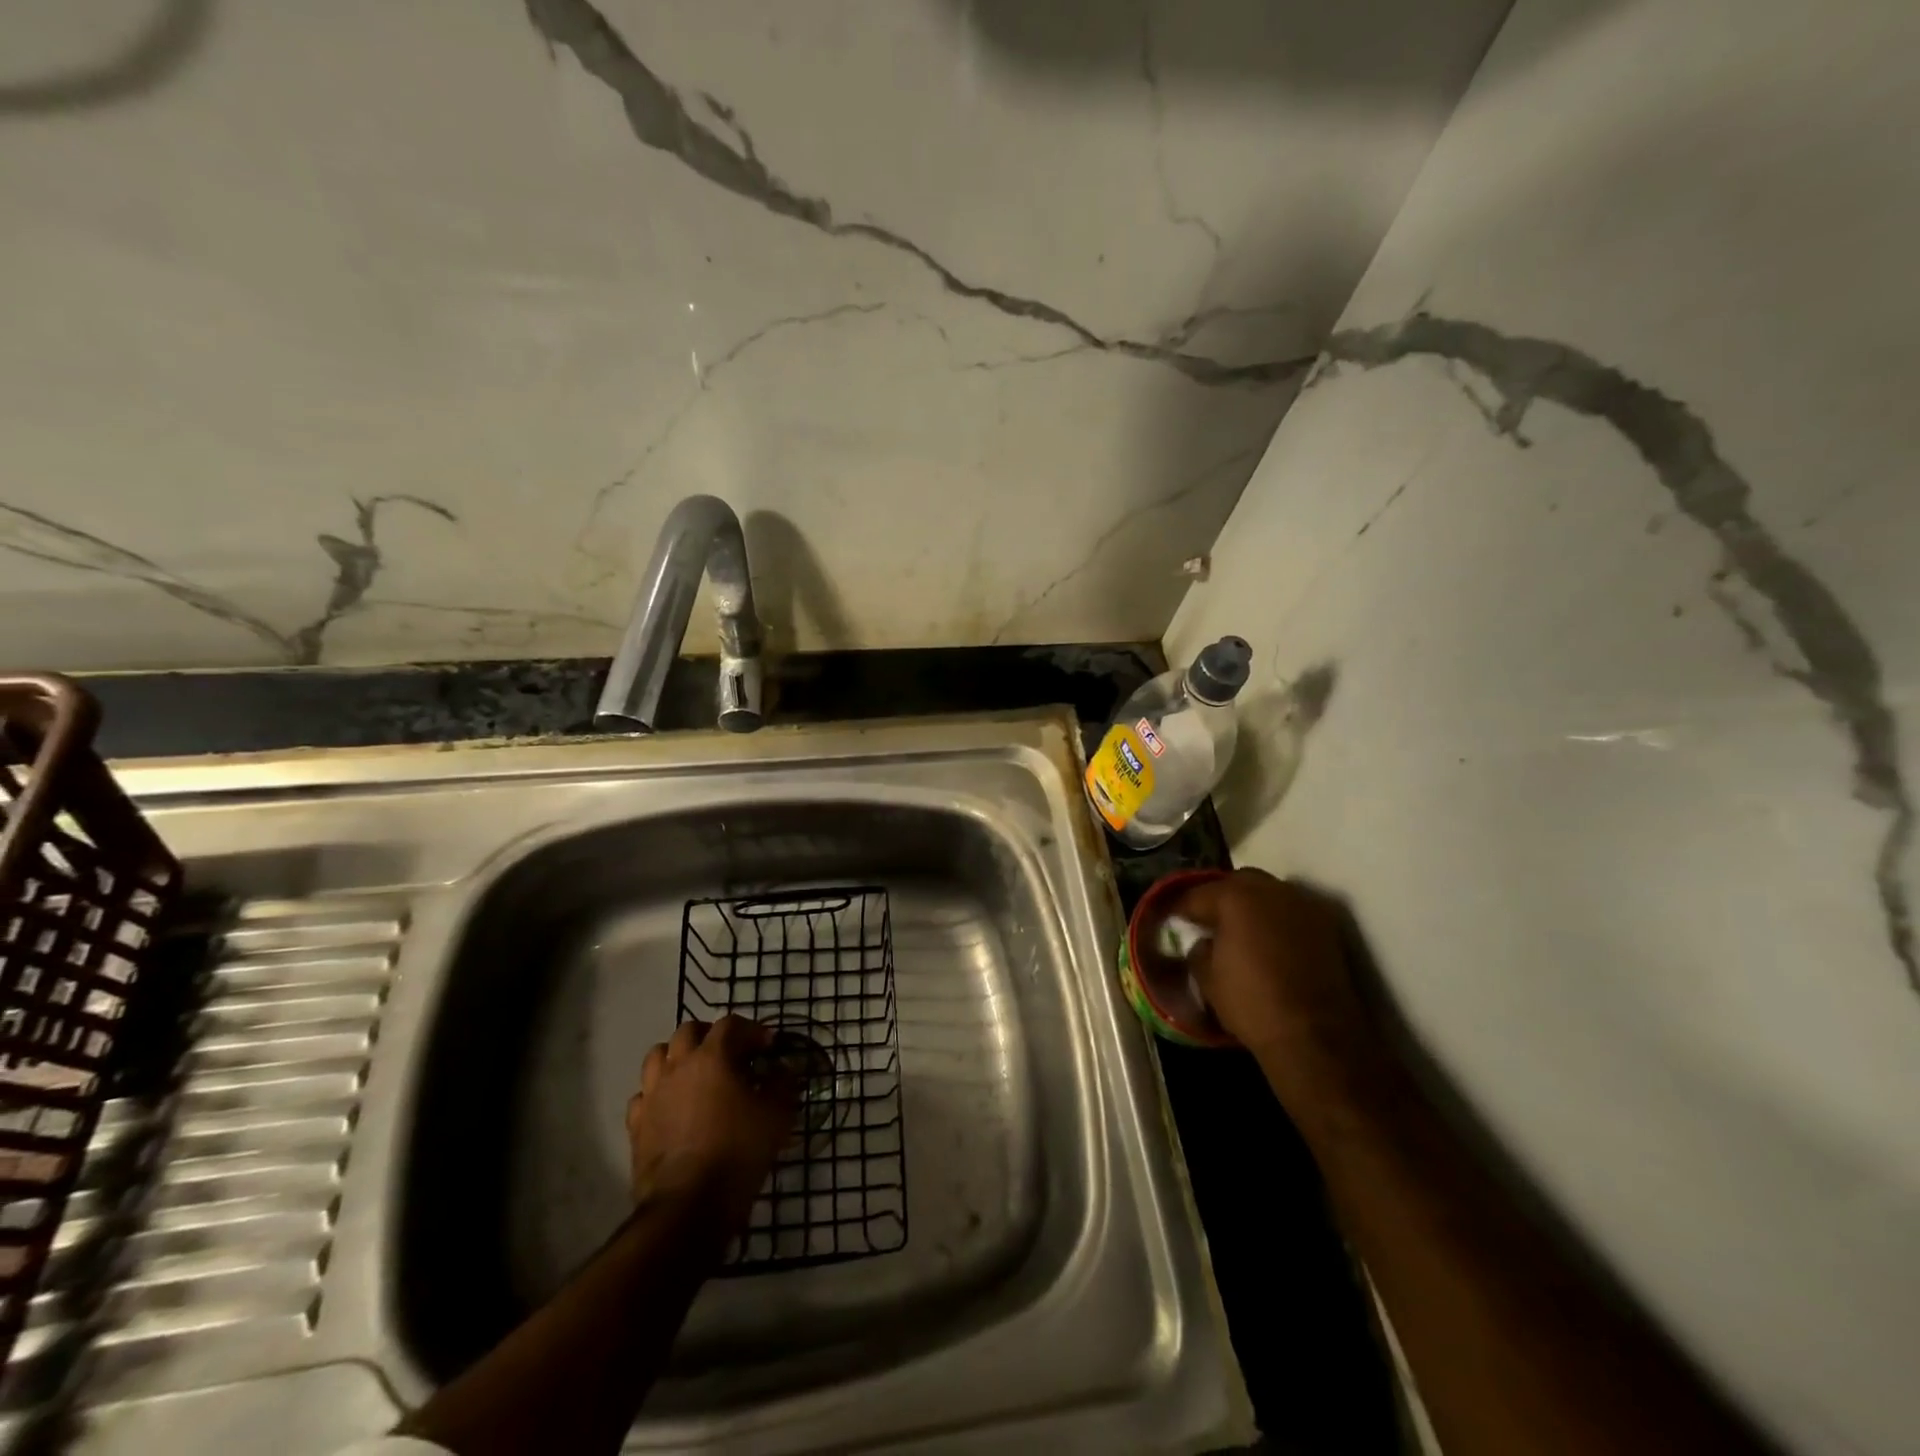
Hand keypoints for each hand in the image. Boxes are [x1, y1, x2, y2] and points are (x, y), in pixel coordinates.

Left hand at [626, 1016, 798, 1230]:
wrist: (689, 1204)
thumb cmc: (738, 1150)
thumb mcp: (777, 1114)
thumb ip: (783, 1084)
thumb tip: (782, 1069)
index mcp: (712, 1057)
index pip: (731, 1025)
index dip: (752, 1031)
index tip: (768, 1048)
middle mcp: (678, 1067)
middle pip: (688, 1031)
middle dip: (710, 1036)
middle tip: (730, 1055)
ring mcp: (652, 1095)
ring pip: (658, 1057)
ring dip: (678, 1058)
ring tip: (696, 1075)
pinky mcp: (637, 1125)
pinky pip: (644, 1095)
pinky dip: (658, 1094)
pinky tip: (672, 1108)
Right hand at [1174, 869, 1382, 1113]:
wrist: (1314, 1036)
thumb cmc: (1251, 1003)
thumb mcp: (1207, 978)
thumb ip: (1199, 950)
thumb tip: (1203, 942)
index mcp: (1234, 897)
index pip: (1196, 894)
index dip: (1178, 907)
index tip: (1168, 918)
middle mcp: (1270, 890)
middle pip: (1236, 883)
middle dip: (1219, 897)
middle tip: (1207, 920)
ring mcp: (1302, 905)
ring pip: (1268, 893)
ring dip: (1251, 905)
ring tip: (1239, 930)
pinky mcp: (1326, 926)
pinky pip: (1290, 912)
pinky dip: (1276, 920)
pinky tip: (1267, 942)